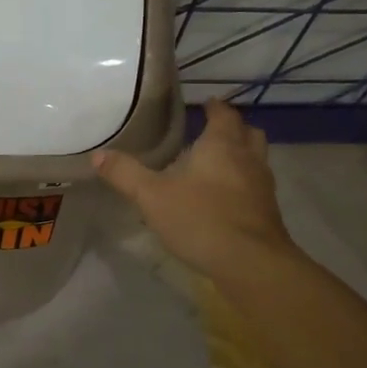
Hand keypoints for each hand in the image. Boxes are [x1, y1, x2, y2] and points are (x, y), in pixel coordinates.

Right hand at [93, 99, 294, 277]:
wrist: (251, 263)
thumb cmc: (201, 219)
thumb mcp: (152, 196)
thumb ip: (125, 174)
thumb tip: (98, 155)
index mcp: (222, 145)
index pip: (223, 114)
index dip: (215, 107)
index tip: (205, 104)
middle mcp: (248, 158)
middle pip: (248, 132)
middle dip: (233, 129)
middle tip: (212, 131)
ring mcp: (262, 186)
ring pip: (257, 159)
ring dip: (242, 156)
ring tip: (218, 164)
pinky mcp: (268, 212)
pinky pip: (256, 186)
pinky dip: (244, 183)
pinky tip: (225, 198)